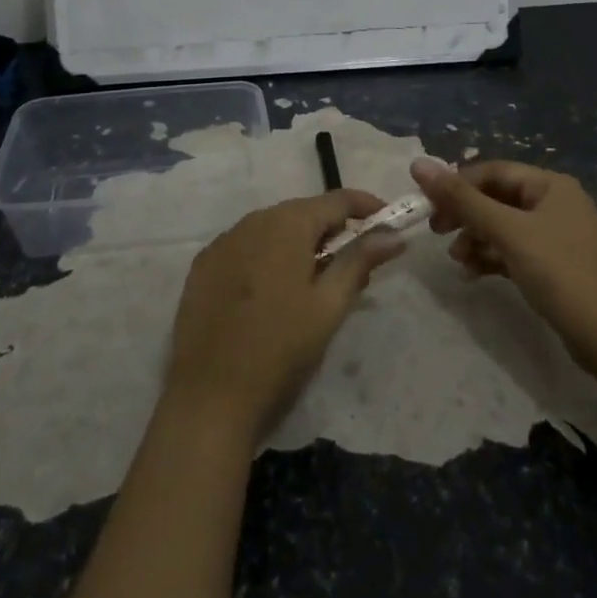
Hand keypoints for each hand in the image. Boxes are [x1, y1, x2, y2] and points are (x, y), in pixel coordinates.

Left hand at [165, 190, 404, 441]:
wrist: (209, 397)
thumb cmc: (280, 350)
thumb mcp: (329, 307)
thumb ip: (359, 262)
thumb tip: (392, 235)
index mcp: (287, 223)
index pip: (337, 200)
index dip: (366, 207)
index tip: (388, 224)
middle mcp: (252, 220)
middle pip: (303, 212)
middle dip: (332, 230)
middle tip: (354, 263)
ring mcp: (223, 241)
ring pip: (273, 228)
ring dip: (299, 243)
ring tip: (314, 280)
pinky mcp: (203, 265)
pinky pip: (245, 247)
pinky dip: (267, 257)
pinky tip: (272, 291)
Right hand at [411, 157, 596, 369]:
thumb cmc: (559, 273)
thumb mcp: (507, 232)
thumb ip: (462, 199)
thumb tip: (418, 164)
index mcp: (550, 185)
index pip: (493, 171)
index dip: (457, 184)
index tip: (428, 204)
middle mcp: (555, 202)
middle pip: (496, 198)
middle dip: (465, 214)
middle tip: (437, 231)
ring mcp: (556, 234)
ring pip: (502, 225)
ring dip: (475, 238)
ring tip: (457, 259)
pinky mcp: (554, 264)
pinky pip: (513, 249)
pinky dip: (492, 257)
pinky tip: (473, 273)